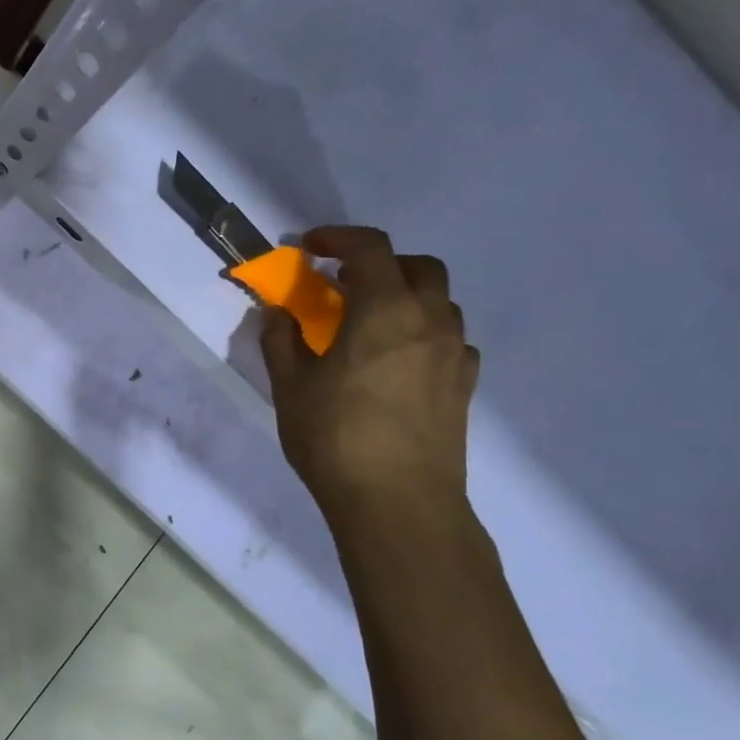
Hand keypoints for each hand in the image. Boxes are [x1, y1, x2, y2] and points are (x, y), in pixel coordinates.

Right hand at [260, 227, 478, 523]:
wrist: (399, 503)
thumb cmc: (335, 438)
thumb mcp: (290, 386)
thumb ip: (280, 340)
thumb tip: (276, 313)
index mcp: (384, 310)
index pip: (369, 247)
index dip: (337, 237)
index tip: (310, 247)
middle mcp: (429, 321)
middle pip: (417, 266)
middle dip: (379, 263)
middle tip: (344, 286)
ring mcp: (454, 354)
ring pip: (439, 302)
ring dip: (405, 297)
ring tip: (370, 326)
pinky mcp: (464, 385)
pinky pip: (449, 339)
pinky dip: (423, 333)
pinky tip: (398, 363)